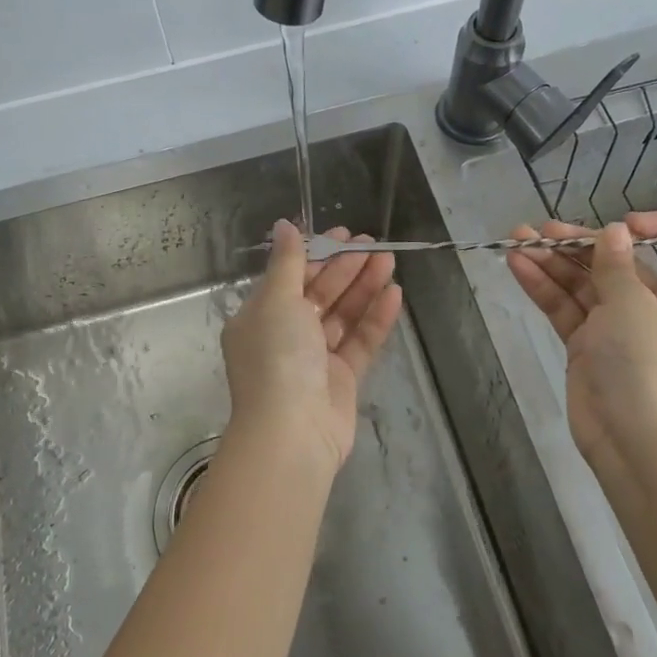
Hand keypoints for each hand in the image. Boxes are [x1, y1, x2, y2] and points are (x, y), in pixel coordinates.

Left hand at [221, 220, 402, 473]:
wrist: (292, 432)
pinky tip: (395, 294)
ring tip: (390, 261)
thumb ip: (288, 262)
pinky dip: (375, 318)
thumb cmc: (277, 357)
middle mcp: (285, 335)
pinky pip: (359, 342)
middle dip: (346, 267)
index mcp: (261, 316)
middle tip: (375, 244)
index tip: (344, 234)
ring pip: (342, 315)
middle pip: (320, 293)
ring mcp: (314, 359)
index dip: (317, 253)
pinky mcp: (341, 379)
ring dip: (364, 287)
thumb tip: (284, 225)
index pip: (291, 276)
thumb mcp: (277, 300)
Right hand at [507, 214, 656, 474]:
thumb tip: (614, 232)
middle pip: (621, 262)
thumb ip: (616, 265)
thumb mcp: (634, 306)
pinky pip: (566, 306)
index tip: (624, 225)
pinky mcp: (588, 344)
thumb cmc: (650, 367)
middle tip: (543, 230)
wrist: (635, 445)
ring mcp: (619, 327)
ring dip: (553, 260)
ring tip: (517, 238)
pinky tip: (516, 264)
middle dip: (581, 242)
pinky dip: (543, 286)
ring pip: (584, 282)